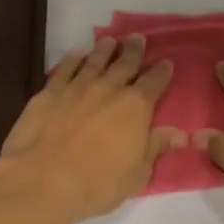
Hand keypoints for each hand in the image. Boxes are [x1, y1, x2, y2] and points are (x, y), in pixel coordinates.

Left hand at [0, 34, 183, 223]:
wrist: (43, 180)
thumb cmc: (97, 184)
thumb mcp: (137, 174)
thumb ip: (156, 148)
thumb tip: (180, 135)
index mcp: (136, 107)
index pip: (154, 82)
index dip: (162, 71)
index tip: (166, 62)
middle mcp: (109, 89)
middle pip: (125, 64)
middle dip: (134, 51)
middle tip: (137, 39)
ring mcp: (77, 87)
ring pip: (95, 61)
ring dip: (104, 50)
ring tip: (109, 41)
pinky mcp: (49, 92)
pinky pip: (65, 68)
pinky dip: (73, 59)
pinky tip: (76, 54)